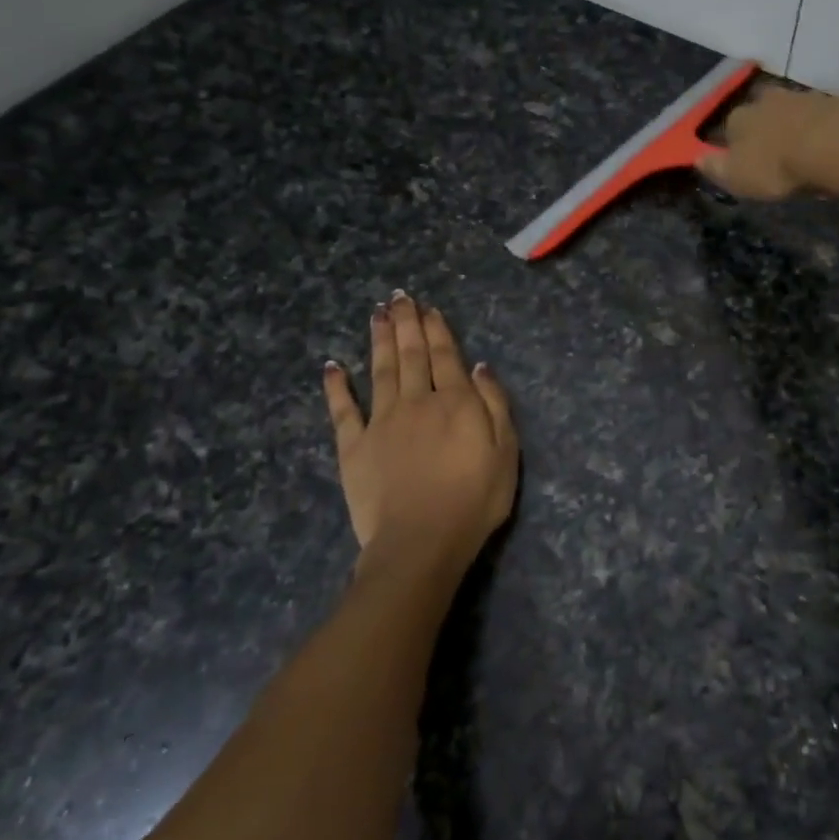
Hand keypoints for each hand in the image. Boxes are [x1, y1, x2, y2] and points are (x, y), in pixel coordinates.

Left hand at [323, 294, 518, 592]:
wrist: (421, 542)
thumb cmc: (474, 500)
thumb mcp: (505, 452)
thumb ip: (495, 405)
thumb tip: (479, 366)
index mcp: (455, 402)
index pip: (445, 356)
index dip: (437, 329)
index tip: (428, 308)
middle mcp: (416, 401)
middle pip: (411, 354)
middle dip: (406, 323)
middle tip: (399, 297)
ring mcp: (381, 422)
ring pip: (379, 370)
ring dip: (378, 339)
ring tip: (376, 313)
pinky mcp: (353, 446)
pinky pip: (343, 409)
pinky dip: (337, 386)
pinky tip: (333, 365)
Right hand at [696, 85, 838, 199]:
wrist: (831, 144)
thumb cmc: (775, 166)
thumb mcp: (736, 177)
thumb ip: (715, 168)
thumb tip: (697, 158)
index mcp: (737, 119)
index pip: (728, 128)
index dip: (734, 144)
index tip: (744, 161)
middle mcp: (764, 100)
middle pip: (759, 113)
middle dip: (763, 129)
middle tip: (773, 153)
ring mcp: (798, 96)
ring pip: (788, 110)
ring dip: (790, 125)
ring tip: (800, 149)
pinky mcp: (828, 101)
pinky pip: (815, 114)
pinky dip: (816, 126)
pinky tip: (823, 142)